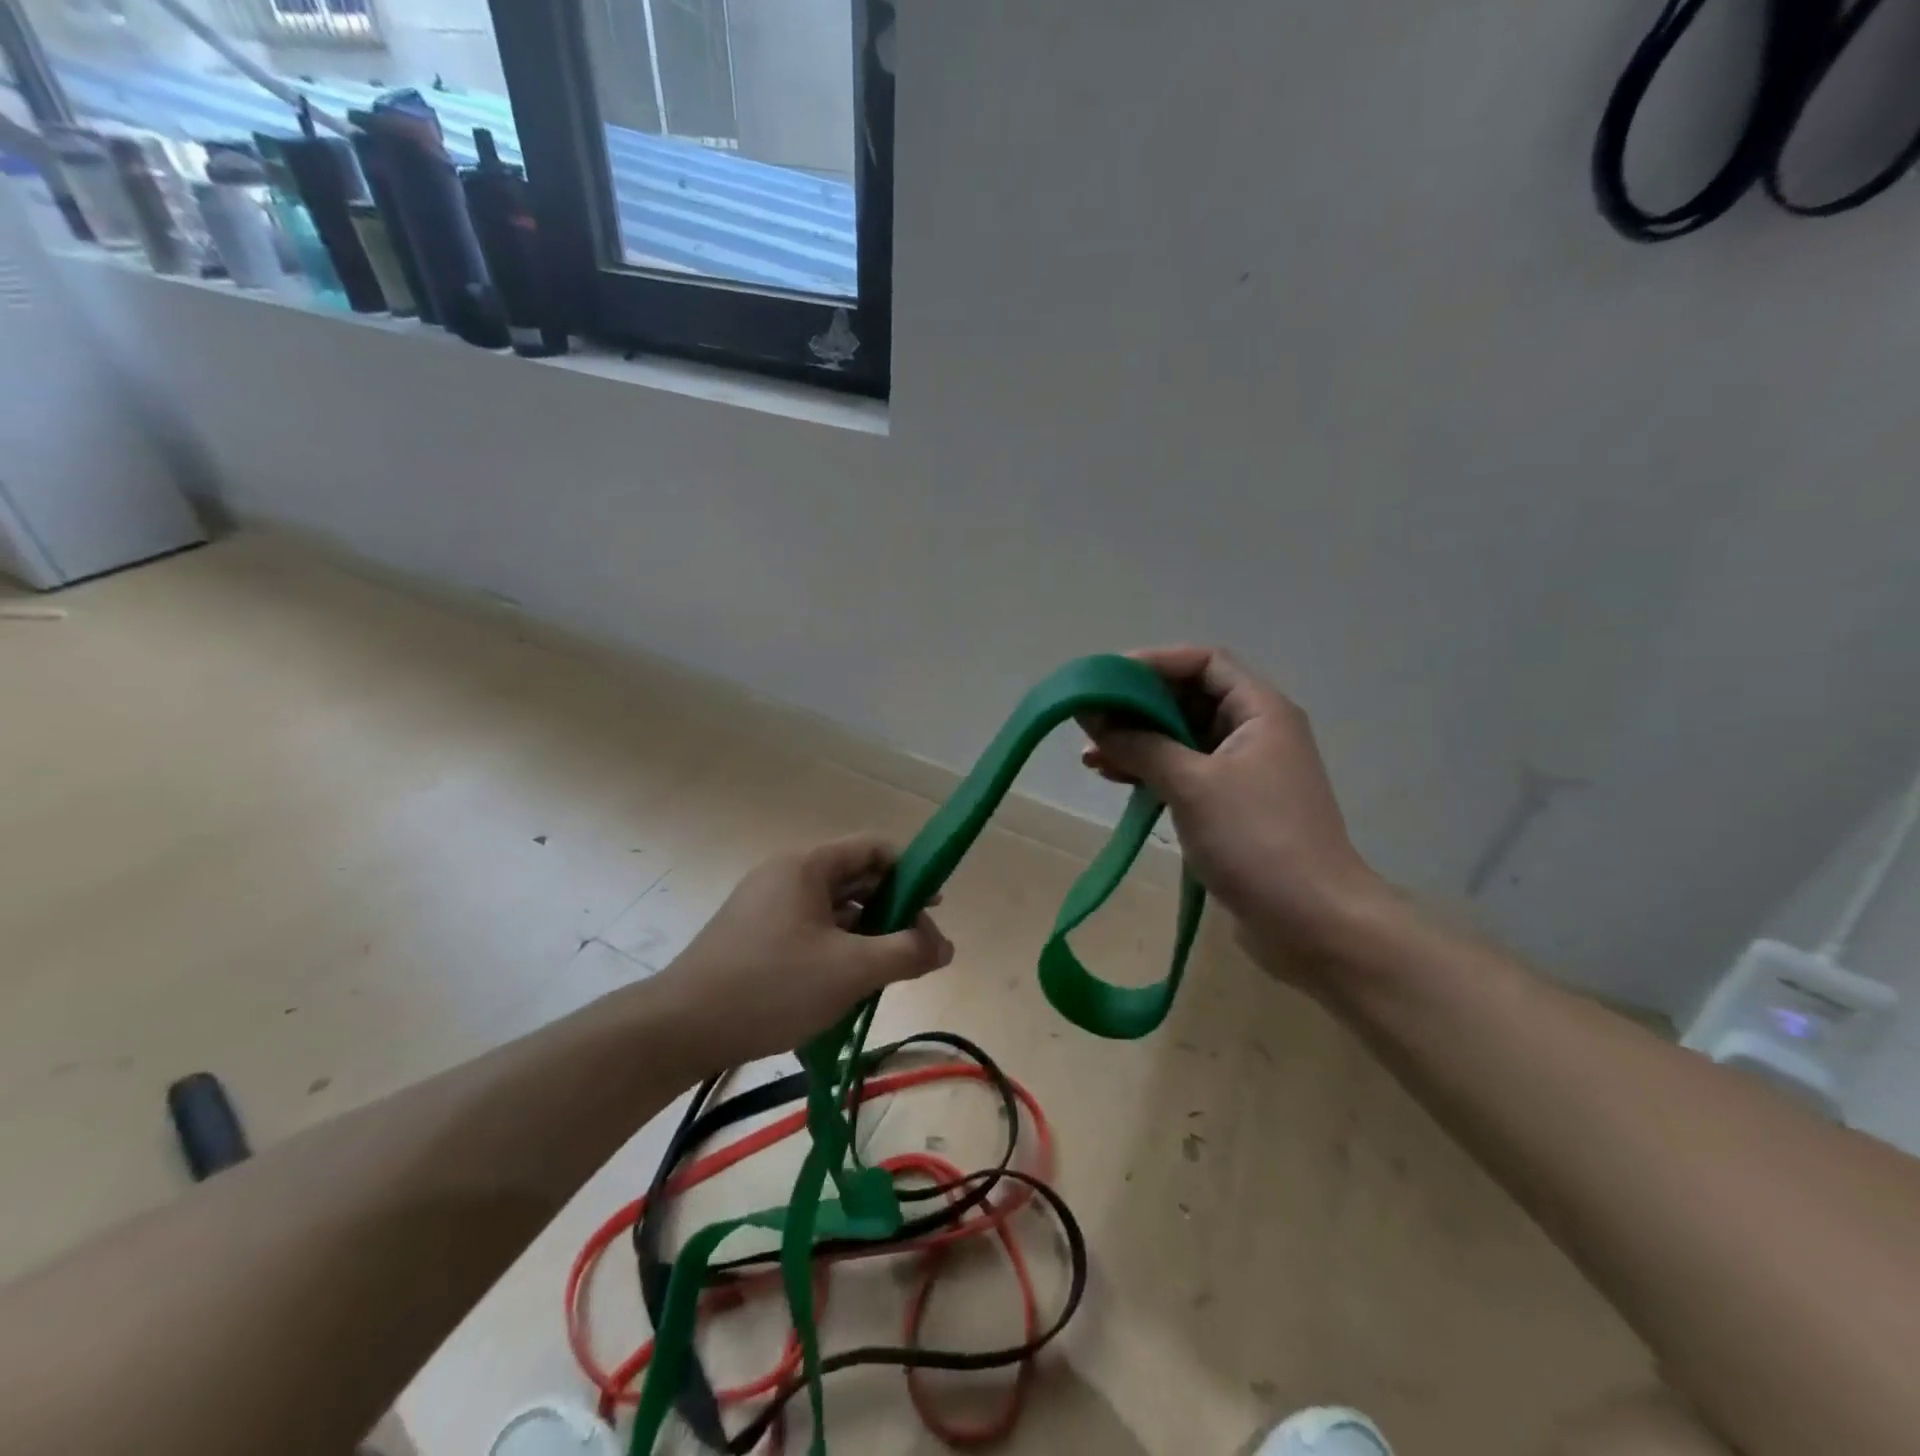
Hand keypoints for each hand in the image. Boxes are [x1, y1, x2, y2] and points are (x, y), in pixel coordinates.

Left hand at [650, 835, 954, 1070]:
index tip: (934, 907)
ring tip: (888, 969)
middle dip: (892, 909)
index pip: (873, 849)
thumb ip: (906, 952)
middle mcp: (786, 875)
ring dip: (865, 933)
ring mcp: (766, 905)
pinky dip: (836, 947)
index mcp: (807, 866)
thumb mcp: (850, 971)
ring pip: (832, 909)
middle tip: (917, 947)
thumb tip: (945, 946)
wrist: (680, 1028)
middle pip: (854, 878)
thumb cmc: (771, 986)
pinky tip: (847, 983)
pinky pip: (809, 929)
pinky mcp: (753, 936)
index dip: (911, 872)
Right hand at [1082, 646, 1389, 981]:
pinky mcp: (1232, 807)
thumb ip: (1139, 743)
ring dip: (1138, 741)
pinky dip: (1150, 771)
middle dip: (1137, 706)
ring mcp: (1245, 772)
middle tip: (1089, 719)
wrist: (1312, 923)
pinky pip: (1185, 773)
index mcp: (1260, 711)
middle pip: (1189, 698)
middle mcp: (1255, 732)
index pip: (1203, 662)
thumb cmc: (1256, 839)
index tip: (1106, 678)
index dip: (1154, 662)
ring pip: (1182, 738)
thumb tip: (1091, 713)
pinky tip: (1114, 779)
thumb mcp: (1191, 783)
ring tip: (1090, 755)